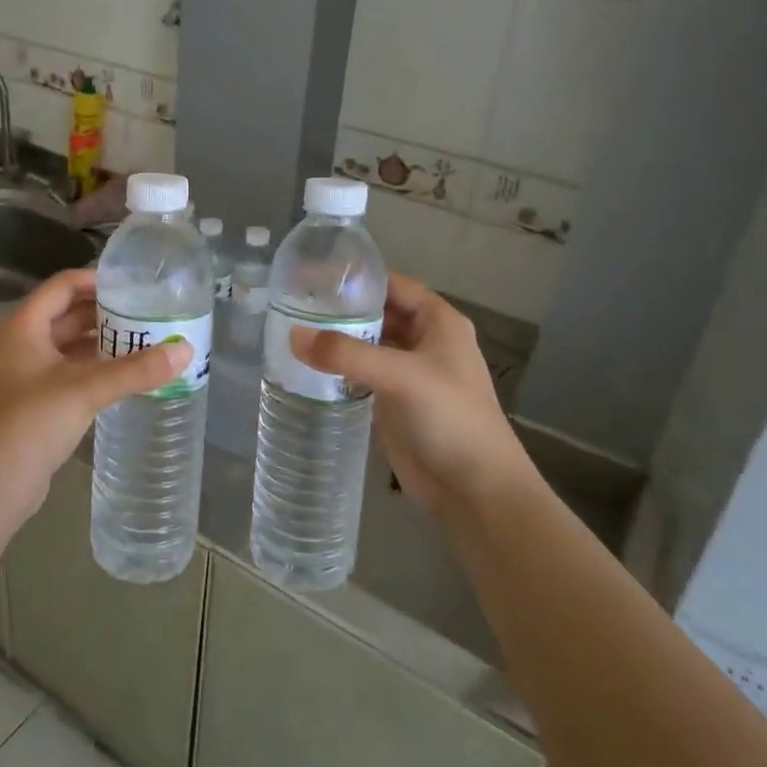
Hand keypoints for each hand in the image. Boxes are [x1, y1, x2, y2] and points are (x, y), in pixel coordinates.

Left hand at [0, 268, 189, 525]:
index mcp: (24, 327)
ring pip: (70, 347)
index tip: (135, 285)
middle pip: (68, 315)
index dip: (97, 280)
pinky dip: (96, 369)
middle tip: (149, 314)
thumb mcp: (86, 390)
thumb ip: (136, 370)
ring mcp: (26, 375)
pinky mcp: (35, 403)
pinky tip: (126, 377)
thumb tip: (185, 350)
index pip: (63, 286)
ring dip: (103, 343)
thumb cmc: (31, 424)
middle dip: (107, 314)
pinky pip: (70, 373)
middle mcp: (22, 344)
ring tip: (147, 342)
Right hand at [291, 273, 532, 514]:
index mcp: (439, 322)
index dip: (358, 278)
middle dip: (341, 310)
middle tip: (293, 305)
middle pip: (377, 314)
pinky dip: (338, 370)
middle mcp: (424, 342)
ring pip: (367, 345)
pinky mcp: (393, 403)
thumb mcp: (401, 376)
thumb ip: (348, 354)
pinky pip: (360, 376)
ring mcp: (408, 374)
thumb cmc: (450, 419)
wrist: (475, 491)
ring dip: (337, 341)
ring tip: (291, 331)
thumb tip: (293, 336)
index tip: (314, 276)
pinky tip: (306, 368)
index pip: (393, 285)